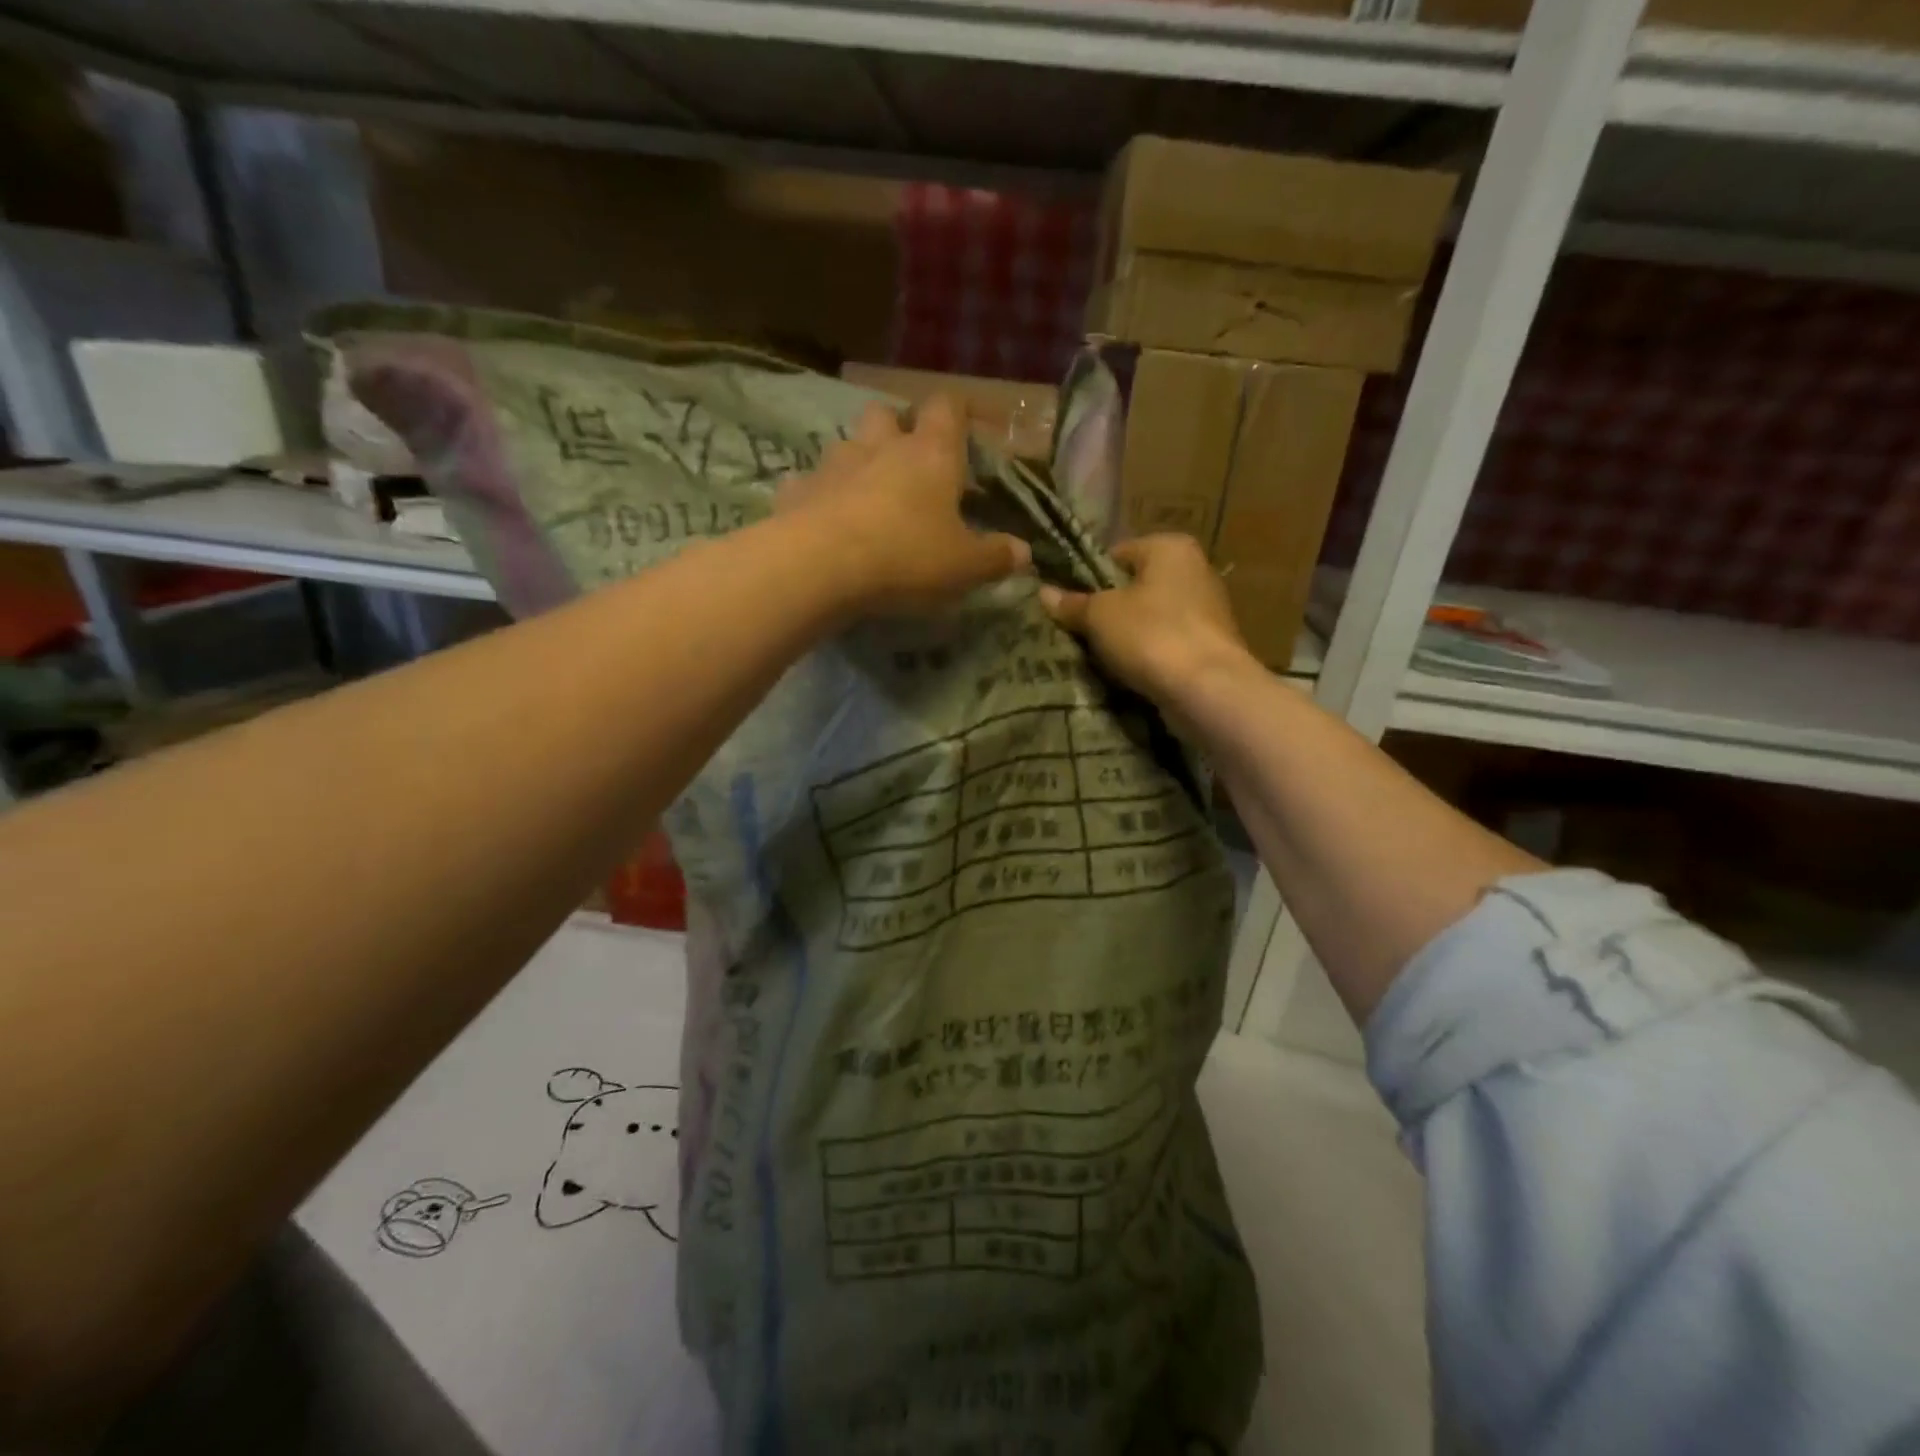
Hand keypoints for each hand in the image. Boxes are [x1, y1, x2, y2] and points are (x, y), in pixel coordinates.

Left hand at [779, 396, 1030, 615]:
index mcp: (931, 454)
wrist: (820, 566)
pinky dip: (818, 496)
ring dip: (858, 462)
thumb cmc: (907, 557)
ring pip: (847, 445)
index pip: (948, 406)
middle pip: (887, 413)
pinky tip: (824, 521)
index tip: (967, 432)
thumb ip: (995, 556)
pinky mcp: (796, 490)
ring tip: (866, 497)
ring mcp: (833, 464)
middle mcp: (881, 446)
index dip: (959, 413)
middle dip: (897, 430)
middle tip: (907, 465)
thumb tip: (1023, 552)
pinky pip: (809, 484)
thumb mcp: (964, 566)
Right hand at [1038, 534, 1251, 703]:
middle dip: (1107, 611)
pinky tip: (1128, 674)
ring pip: (1150, 619)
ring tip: (1098, 658)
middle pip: (1135, 587)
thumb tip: (1043, 593)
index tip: (1068, 606)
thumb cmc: (1150, 635)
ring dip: (1127, 637)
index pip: (1116, 555)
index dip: (1087, 580)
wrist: (1207, 689)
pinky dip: (1148, 656)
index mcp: (1170, 547)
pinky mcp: (1211, 647)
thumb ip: (1072, 603)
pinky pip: (1166, 645)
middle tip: (1078, 634)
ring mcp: (1207, 610)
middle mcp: (1195, 570)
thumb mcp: (1099, 616)